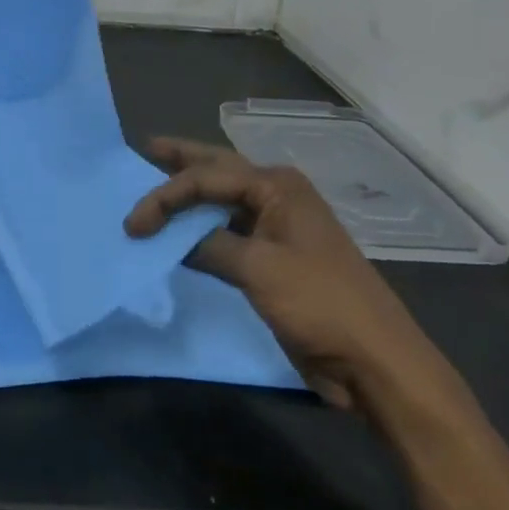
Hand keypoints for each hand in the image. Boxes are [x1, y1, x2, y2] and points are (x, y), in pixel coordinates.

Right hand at [125, 138, 444, 413]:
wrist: (376, 362)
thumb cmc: (320, 303)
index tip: (133, 225)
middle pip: (218, 169)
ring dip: (189, 194)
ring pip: (222, 198)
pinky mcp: (275, 257)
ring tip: (156, 178)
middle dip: (181, 159)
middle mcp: (276, 196)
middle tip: (146, 147)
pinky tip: (182, 228)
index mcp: (276, 186)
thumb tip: (172, 239)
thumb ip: (208, 245)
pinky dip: (202, 227)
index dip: (165, 196)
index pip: (206, 178)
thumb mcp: (258, 270)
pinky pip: (228, 229)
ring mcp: (277, 226)